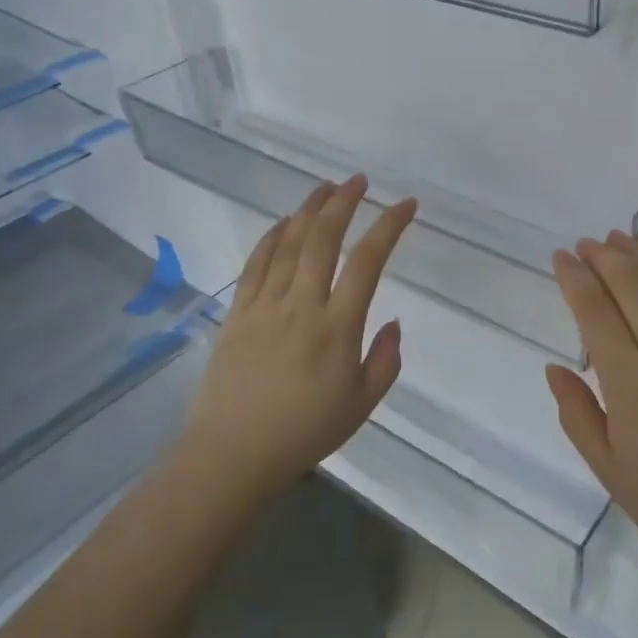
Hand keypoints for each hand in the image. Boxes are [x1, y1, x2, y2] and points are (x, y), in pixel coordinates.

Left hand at [183, 175, 416, 502]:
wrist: (232, 455)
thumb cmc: (305, 433)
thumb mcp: (362, 405)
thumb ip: (385, 360)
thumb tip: (392, 321)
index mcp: (337, 329)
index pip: (367, 262)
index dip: (389, 227)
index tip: (406, 205)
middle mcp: (301, 306)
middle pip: (323, 240)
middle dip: (344, 203)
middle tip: (359, 181)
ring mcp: (265, 306)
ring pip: (289, 244)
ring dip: (309, 210)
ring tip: (326, 187)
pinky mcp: (237, 313)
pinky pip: (256, 264)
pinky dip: (272, 237)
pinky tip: (285, 222)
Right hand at [546, 232, 637, 596]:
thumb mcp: (611, 472)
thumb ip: (578, 415)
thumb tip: (554, 368)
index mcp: (629, 380)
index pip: (593, 311)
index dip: (575, 279)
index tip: (561, 257)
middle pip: (631, 285)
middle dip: (605, 257)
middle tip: (588, 242)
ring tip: (622, 239)